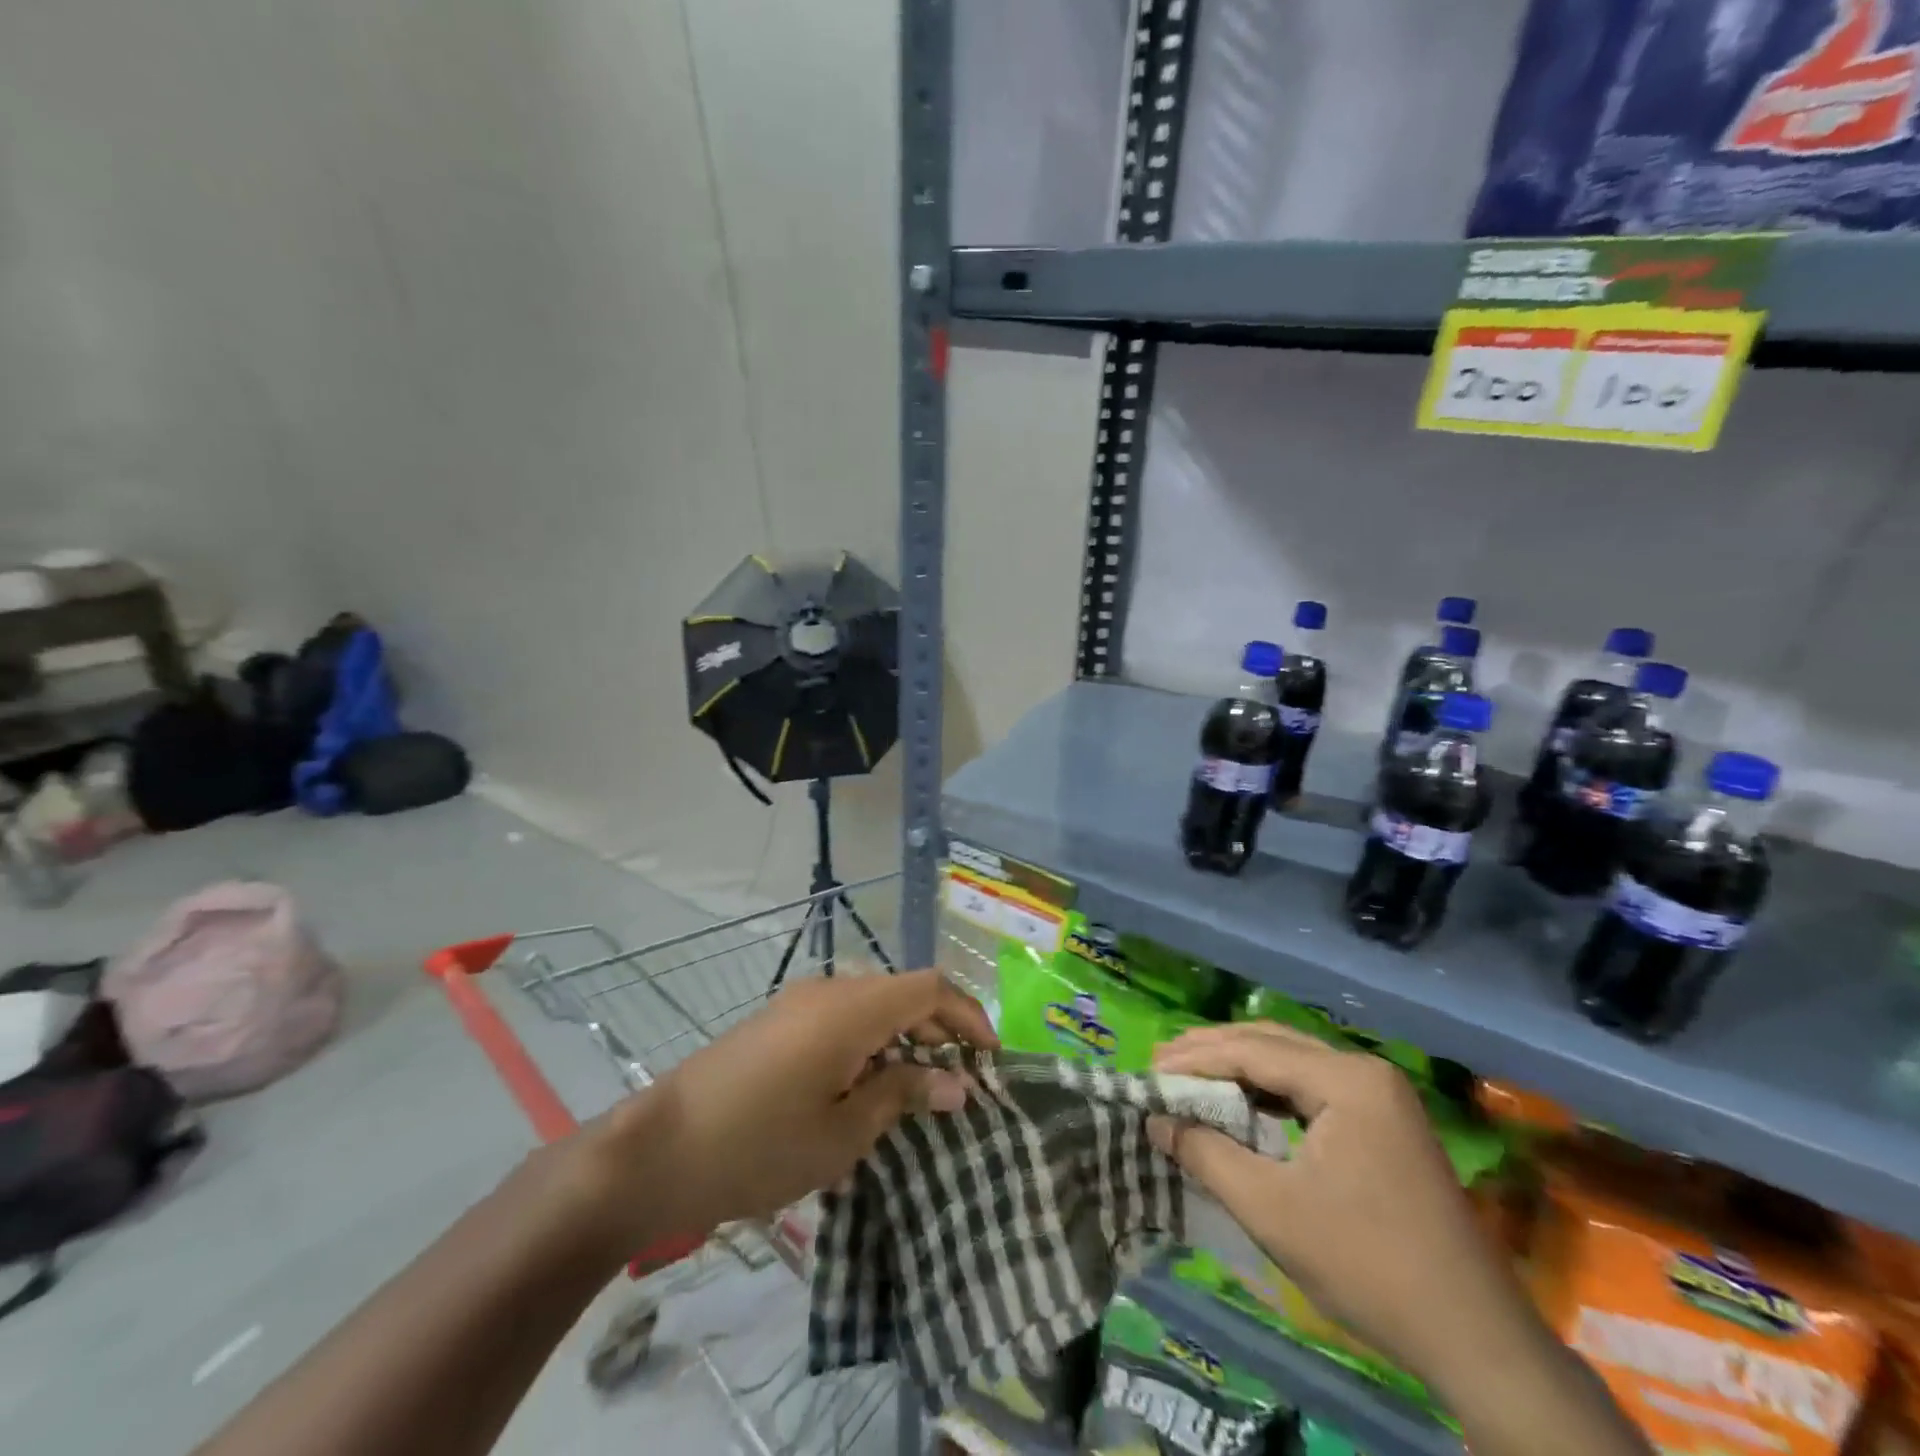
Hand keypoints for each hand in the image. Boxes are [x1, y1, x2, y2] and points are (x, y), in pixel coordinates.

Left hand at [579, 970, 993, 1253]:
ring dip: (902, 1038)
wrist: (657, 1150)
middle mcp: (829, 989)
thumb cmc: (759, 1146)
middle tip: (957, 1082)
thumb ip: (902, 1094)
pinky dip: (869, 1042)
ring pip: (872, 1004)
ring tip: (916, 1092)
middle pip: (902, 992)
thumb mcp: (842, 1132)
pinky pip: (841, 1017)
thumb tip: (956, 1083)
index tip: (991, 1058)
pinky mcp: (778, 1021)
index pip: (930, 988)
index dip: (967, 1015)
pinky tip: (864, 1091)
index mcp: (852, 1007)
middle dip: (938, 1030)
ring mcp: (799, 1002)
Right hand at [1149, 1021, 1537, 1402]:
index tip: (1147, 1073)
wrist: (1475, 1340)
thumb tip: (1154, 1120)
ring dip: (1238, 1070)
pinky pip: (1311, 1089)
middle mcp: (1364, 1071)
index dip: (1193, 1059)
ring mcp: (1379, 1096)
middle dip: (1211, 1053)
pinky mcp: (1383, 1122)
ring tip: (1188, 1079)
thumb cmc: (1366, 1266)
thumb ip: (1205, 1153)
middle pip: (1271, 1044)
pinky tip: (1240, 1108)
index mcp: (1346, 1079)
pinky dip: (1268, 1093)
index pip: (1251, 1050)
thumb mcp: (1271, 1209)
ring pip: (1290, 1063)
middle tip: (1160, 1066)